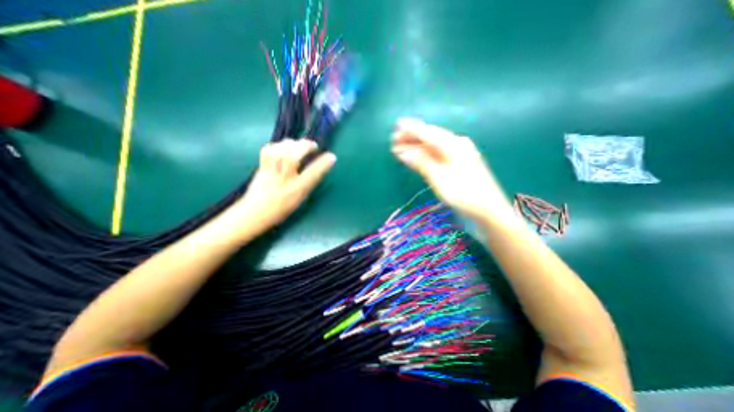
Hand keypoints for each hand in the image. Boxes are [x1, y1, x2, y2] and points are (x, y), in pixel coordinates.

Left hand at [233, 141, 335, 231]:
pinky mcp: (261, 168)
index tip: (332, 156)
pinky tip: (282, 147)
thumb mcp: (301, 198)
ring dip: (291, 144)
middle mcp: (284, 180)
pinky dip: (276, 145)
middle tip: (313, 145)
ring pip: (279, 152)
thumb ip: (309, 183)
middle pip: (292, 158)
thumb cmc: (282, 208)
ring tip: (298, 144)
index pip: (312, 174)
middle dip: (305, 147)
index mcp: (297, 190)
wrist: (255, 213)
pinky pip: (267, 151)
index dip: (323, 164)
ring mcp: (271, 173)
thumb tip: (319, 168)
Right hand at [392, 117, 510, 220]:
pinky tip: (417, 157)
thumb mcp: (440, 178)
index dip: (412, 129)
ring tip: (400, 148)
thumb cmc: (464, 194)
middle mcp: (457, 145)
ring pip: (433, 146)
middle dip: (412, 137)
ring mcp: (459, 155)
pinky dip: (425, 155)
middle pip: (430, 137)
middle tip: (394, 139)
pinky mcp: (458, 165)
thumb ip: (422, 163)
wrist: (488, 211)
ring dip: (417, 147)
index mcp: (454, 145)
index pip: (428, 133)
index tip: (397, 125)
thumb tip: (404, 152)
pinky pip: (437, 155)